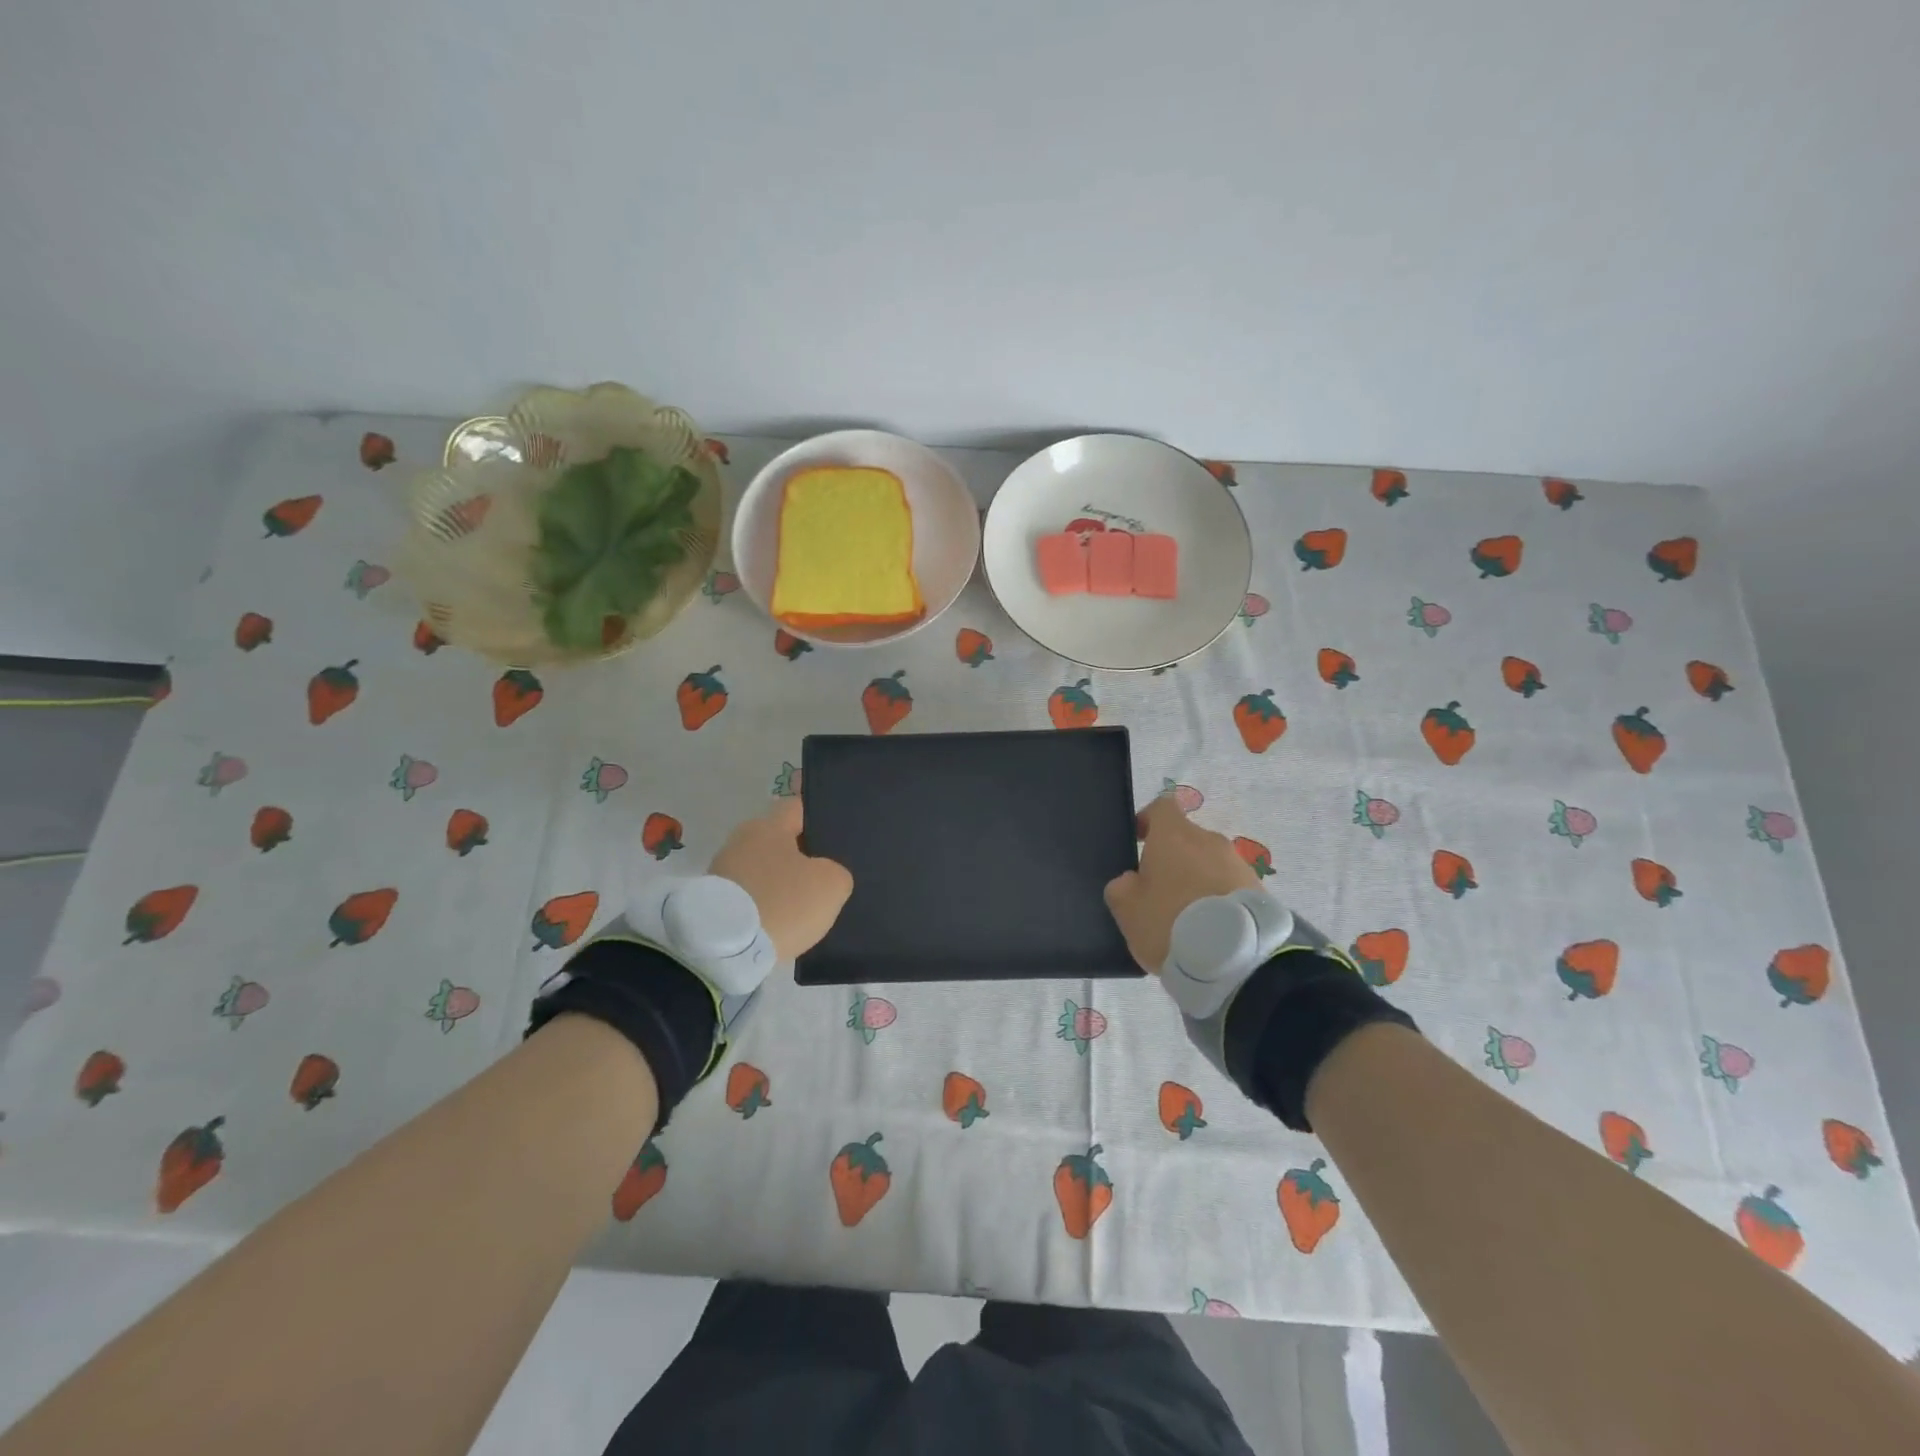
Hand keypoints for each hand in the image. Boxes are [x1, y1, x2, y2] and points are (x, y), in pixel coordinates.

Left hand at [710, 798, 853, 959]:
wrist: (725, 949)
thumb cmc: (783, 902)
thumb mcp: (832, 884)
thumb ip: (836, 870)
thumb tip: (824, 874)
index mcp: (769, 826)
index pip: (798, 808)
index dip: (819, 819)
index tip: (834, 837)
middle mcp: (741, 840)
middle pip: (779, 840)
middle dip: (800, 856)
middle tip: (824, 877)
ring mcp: (721, 870)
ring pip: (762, 869)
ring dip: (779, 883)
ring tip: (801, 907)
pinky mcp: (711, 900)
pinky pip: (748, 895)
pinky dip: (762, 904)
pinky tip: (778, 922)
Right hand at [1104, 794, 1259, 971]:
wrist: (1237, 958)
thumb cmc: (1170, 922)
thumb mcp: (1127, 908)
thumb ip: (1121, 887)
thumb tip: (1131, 880)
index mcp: (1174, 835)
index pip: (1161, 807)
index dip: (1147, 820)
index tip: (1138, 842)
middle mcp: (1209, 840)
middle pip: (1186, 839)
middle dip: (1173, 860)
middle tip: (1158, 893)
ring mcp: (1239, 864)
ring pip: (1209, 864)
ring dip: (1197, 881)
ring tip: (1187, 919)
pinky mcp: (1259, 890)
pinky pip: (1229, 887)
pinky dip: (1217, 900)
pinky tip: (1210, 930)